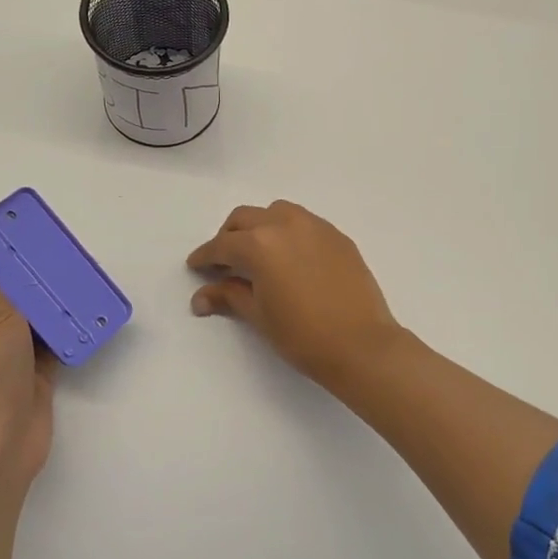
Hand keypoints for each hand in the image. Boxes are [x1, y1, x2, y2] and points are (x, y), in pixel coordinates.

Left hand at [0, 221, 58, 494]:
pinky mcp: (35, 371)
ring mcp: (9, 355)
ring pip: (34, 317)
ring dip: (53, 301)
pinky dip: (68, 328)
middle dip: (33, 275)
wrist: (6, 438)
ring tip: (80, 275)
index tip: (27, 232)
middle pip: (9, 294)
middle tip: (63, 251)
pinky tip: (88, 311)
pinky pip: (53, 341)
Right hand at [187, 201, 404, 387]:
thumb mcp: (259, 315)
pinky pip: (304, 223)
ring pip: (276, 212)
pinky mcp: (337, 236)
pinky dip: (288, 232)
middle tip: (224, 261)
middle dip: (229, 236)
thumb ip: (229, 296)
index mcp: (260, 244)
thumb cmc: (302, 335)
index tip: (196, 265)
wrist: (361, 345)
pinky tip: (290, 258)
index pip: (222, 245)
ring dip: (260, 227)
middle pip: (245, 219)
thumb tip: (200, 297)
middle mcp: (285, 224)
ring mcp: (316, 227)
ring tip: (258, 254)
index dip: (205, 256)